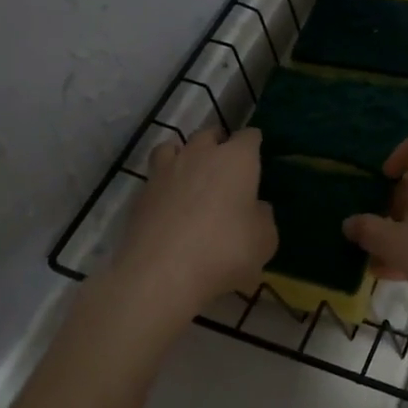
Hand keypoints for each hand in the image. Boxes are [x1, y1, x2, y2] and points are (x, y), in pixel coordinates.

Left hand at [114, 127, 277, 313]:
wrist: (162, 273)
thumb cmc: (225, 251)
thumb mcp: (264, 241)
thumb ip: (263, 217)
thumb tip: (255, 208)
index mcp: (237, 159)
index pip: (249, 136)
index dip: (254, 144)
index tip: (257, 156)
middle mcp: (200, 154)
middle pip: (210, 134)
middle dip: (219, 144)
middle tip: (226, 166)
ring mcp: (166, 171)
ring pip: (174, 146)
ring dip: (185, 154)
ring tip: (190, 173)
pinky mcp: (142, 193)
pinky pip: (155, 176)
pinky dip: (164, 182)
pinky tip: (169, 202)